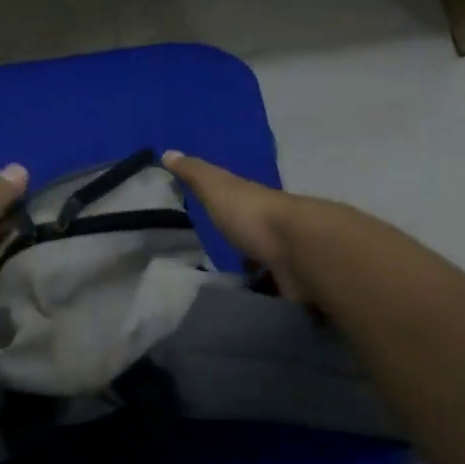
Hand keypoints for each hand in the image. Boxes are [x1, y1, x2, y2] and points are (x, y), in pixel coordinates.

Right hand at [162, 150, 318, 302]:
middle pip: (257, 241)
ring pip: (268, 269)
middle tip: (214, 271)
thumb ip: (194, 173)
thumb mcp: (217, 187)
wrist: (297, 251)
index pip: (241, 208)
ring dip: (254, 280)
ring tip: (225, 297)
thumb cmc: (253, 214)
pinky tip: (245, 311)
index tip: (211, 230)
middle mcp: (276, 230)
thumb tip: (167, 152)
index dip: (228, 216)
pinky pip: (275, 295)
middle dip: (242, 253)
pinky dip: (264, 301)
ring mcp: (288, 260)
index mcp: (257, 205)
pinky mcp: (293, 288)